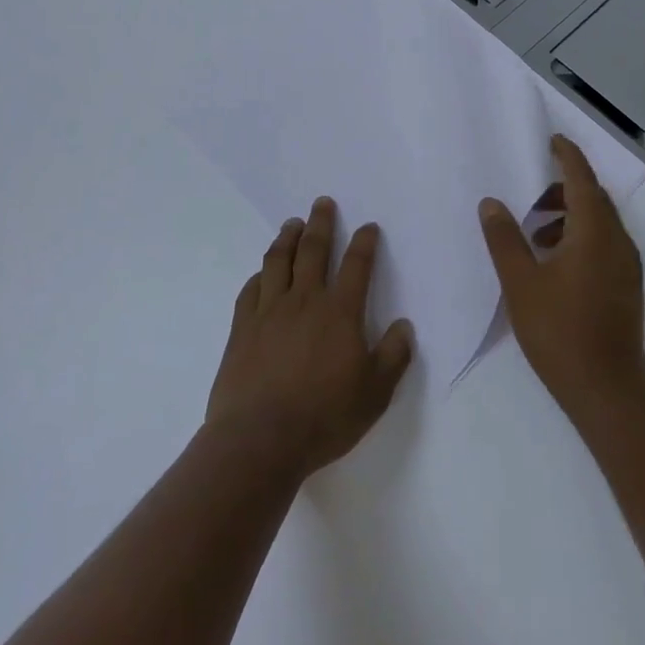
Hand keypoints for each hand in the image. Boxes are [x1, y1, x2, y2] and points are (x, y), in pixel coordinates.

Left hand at [206, 197, 414, 478]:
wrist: (259, 441)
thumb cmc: (324, 416)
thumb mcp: (375, 393)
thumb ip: (394, 356)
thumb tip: (403, 326)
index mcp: (340, 312)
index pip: (357, 265)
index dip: (365, 242)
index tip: (368, 227)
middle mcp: (305, 300)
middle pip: (314, 250)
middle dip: (321, 223)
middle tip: (322, 203)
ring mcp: (269, 312)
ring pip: (278, 262)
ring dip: (287, 238)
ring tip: (292, 223)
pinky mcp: (242, 329)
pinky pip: (250, 291)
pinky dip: (259, 275)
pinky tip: (261, 273)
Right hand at [479, 136, 644, 423]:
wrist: (607, 391)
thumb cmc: (560, 332)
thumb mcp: (521, 283)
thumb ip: (504, 239)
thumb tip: (492, 203)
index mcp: (595, 231)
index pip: (582, 178)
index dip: (567, 156)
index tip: (551, 140)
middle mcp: (618, 240)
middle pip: (593, 199)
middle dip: (563, 189)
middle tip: (530, 197)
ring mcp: (627, 265)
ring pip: (599, 223)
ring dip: (569, 217)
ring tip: (535, 235)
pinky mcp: (627, 286)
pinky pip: (604, 244)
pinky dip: (580, 238)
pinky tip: (553, 264)